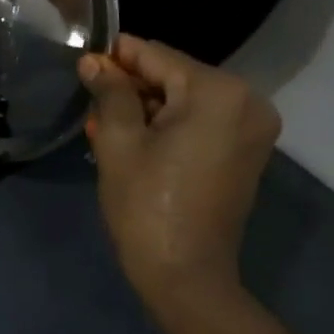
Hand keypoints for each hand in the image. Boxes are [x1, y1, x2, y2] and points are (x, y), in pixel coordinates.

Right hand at [78, 35, 281, 313]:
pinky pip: (200, 122)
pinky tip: (132, 140)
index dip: (116, 57)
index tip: (82, 62)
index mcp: (218, 92)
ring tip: (103, 124)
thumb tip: (94, 62)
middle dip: (131, 87)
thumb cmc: (147, 205)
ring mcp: (251, 128)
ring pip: (185, 100)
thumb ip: (109, 92)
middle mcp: (246, 101)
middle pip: (174, 76)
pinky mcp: (245, 151)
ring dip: (146, 108)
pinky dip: (168, 126)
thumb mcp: (119, 142)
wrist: (185, 277)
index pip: (157, 56)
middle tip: (90, 102)